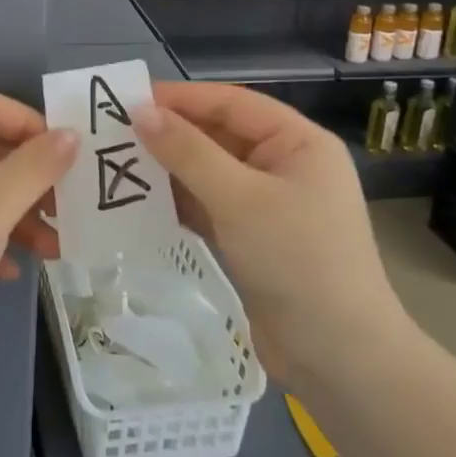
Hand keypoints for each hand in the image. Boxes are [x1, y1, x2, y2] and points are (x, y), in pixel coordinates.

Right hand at [131, 82, 405, 379]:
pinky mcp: (253, 238)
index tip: (130, 99)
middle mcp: (286, 165)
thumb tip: (141, 112)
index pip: (233, 103)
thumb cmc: (297, 260)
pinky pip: (210, 205)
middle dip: (172, 134)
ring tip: (118, 162)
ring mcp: (269, 204)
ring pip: (211, 172)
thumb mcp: (239, 199)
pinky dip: (179, 201)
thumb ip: (188, 152)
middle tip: (115, 132)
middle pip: (220, 135)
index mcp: (298, 142)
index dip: (183, 98)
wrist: (340, 359)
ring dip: (170, 169)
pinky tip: (141, 200)